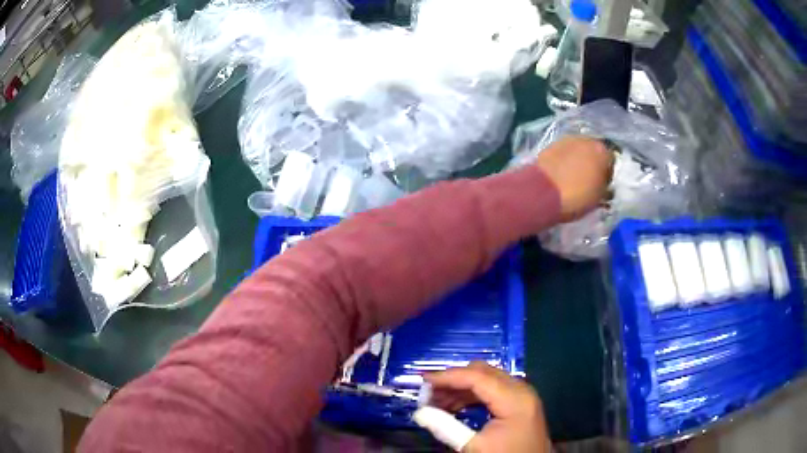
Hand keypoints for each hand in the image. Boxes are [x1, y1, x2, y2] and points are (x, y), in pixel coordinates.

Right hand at [424, 362, 550, 452]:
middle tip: (428, 393)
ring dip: (461, 387)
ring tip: (436, 401)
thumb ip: (446, 427)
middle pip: (483, 372)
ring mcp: (522, 395)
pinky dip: (472, 394)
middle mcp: (521, 389)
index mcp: (514, 399)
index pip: (477, 377)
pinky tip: (454, 406)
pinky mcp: (520, 402)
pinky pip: (493, 389)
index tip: (423, 380)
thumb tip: (419, 413)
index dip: (448, 376)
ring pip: (487, 379)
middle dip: (454, 380)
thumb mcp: (474, 447)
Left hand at [535, 136, 612, 221]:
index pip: (611, 161)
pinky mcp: (551, 144)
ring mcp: (567, 139)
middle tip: (589, 179)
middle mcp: (587, 139)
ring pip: (578, 149)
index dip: (608, 174)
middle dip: (593, 163)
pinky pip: (564, 152)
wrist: (542, 192)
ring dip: (578, 159)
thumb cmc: (577, 196)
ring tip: (573, 176)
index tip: (603, 186)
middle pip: (594, 151)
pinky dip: (565, 159)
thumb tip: (603, 183)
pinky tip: (561, 172)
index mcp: (602, 151)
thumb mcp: (599, 197)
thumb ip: (604, 186)